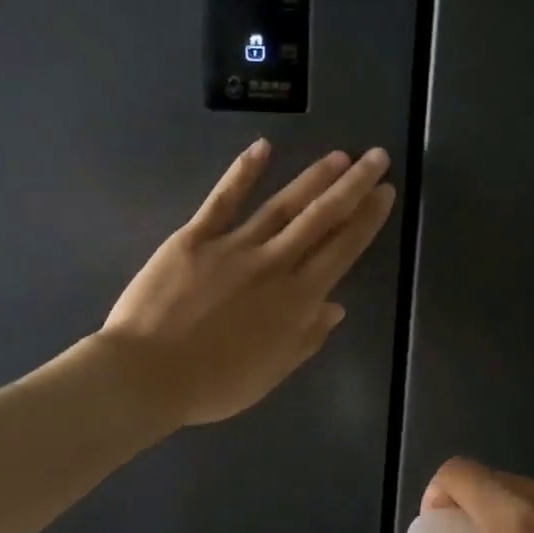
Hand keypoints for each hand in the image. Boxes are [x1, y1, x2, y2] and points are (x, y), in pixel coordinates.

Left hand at [100, 141, 394, 427]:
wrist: (148, 375)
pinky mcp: (195, 238)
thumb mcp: (270, 373)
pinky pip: (223, 200)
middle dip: (353, 186)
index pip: (341, 252)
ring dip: (313, 178)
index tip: (385, 194)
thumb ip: (306, 338)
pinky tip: (263, 147)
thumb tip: (336, 307)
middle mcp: (273, 265)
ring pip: (282, 205)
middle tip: (377, 157)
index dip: (366, 221)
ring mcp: (233, 248)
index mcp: (295, 301)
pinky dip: (243, 173)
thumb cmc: (213, 385)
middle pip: (320, 219)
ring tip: (338, 156)